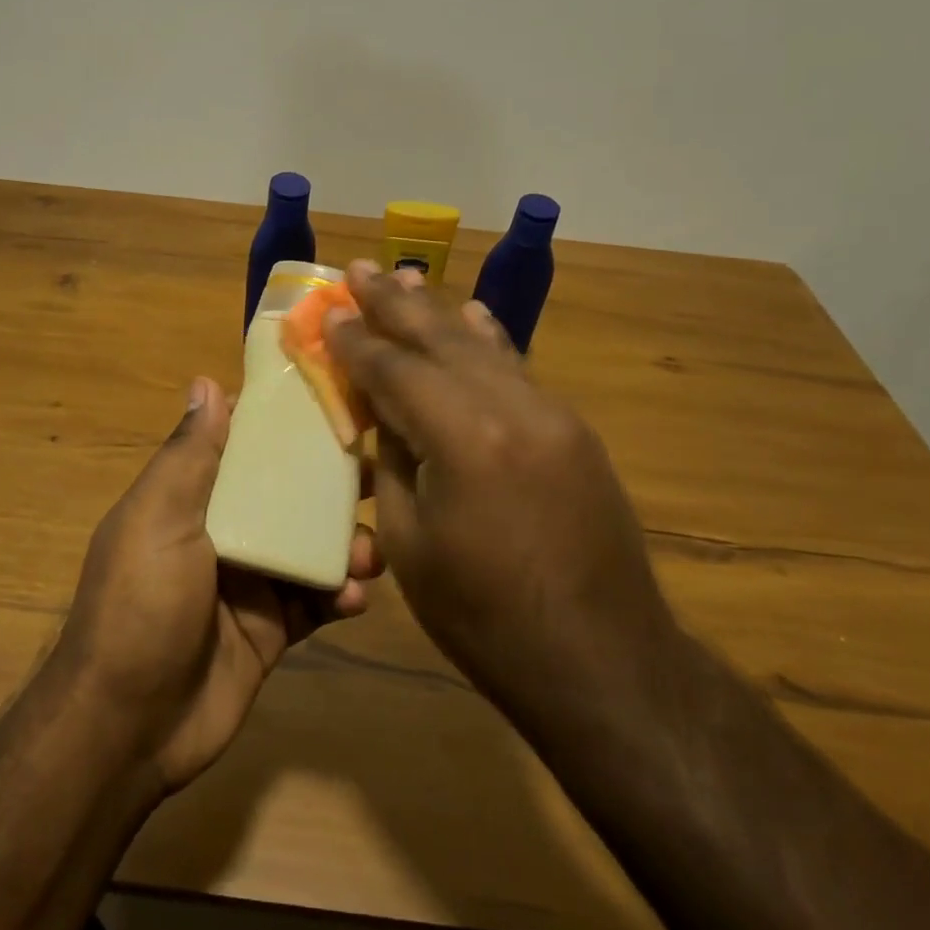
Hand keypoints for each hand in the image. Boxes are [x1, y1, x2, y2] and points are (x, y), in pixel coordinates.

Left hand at [52, 377, 380, 791]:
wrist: (129, 726)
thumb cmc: (140, 604)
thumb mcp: (158, 519)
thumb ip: (189, 455)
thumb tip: (206, 381)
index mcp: (191, 497)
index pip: (243, 445)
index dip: (284, 423)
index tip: (335, 400)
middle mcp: (224, 531)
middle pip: (287, 493)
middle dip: (330, 486)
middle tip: (375, 478)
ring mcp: (250, 581)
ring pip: (311, 546)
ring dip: (345, 543)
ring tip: (366, 555)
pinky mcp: (272, 628)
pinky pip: (316, 599)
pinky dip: (340, 593)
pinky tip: (354, 598)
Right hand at [324, 262, 677, 710]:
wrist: (601, 660)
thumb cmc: (485, 617)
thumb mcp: (412, 544)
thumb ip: (396, 462)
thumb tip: (387, 413)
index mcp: (463, 438)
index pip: (395, 370)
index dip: (356, 341)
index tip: (328, 311)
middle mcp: (512, 407)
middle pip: (440, 339)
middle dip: (394, 303)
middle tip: (359, 268)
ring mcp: (551, 414)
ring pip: (482, 345)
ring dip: (439, 312)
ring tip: (406, 280)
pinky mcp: (572, 430)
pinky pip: (518, 369)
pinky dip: (488, 340)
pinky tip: (474, 316)